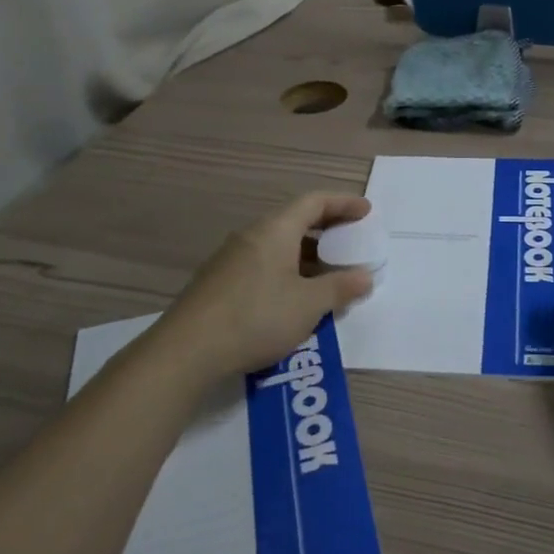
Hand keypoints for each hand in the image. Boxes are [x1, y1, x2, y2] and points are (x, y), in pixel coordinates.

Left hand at [152, 193, 375, 380]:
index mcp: (275, 230)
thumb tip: (364, 277)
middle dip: (327, 229)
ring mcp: (231, 258)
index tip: (366, 212)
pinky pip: (264, 263)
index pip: (314, 202)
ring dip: (308, 254)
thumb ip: (340, 288)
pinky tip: (295, 297)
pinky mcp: (219, 282)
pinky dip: (288, 269)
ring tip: (329, 274)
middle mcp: (252, 235)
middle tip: (352, 241)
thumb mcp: (308, 305)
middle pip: (295, 220)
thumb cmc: (256, 317)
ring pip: (278, 245)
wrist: (187, 351)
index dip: (343, 203)